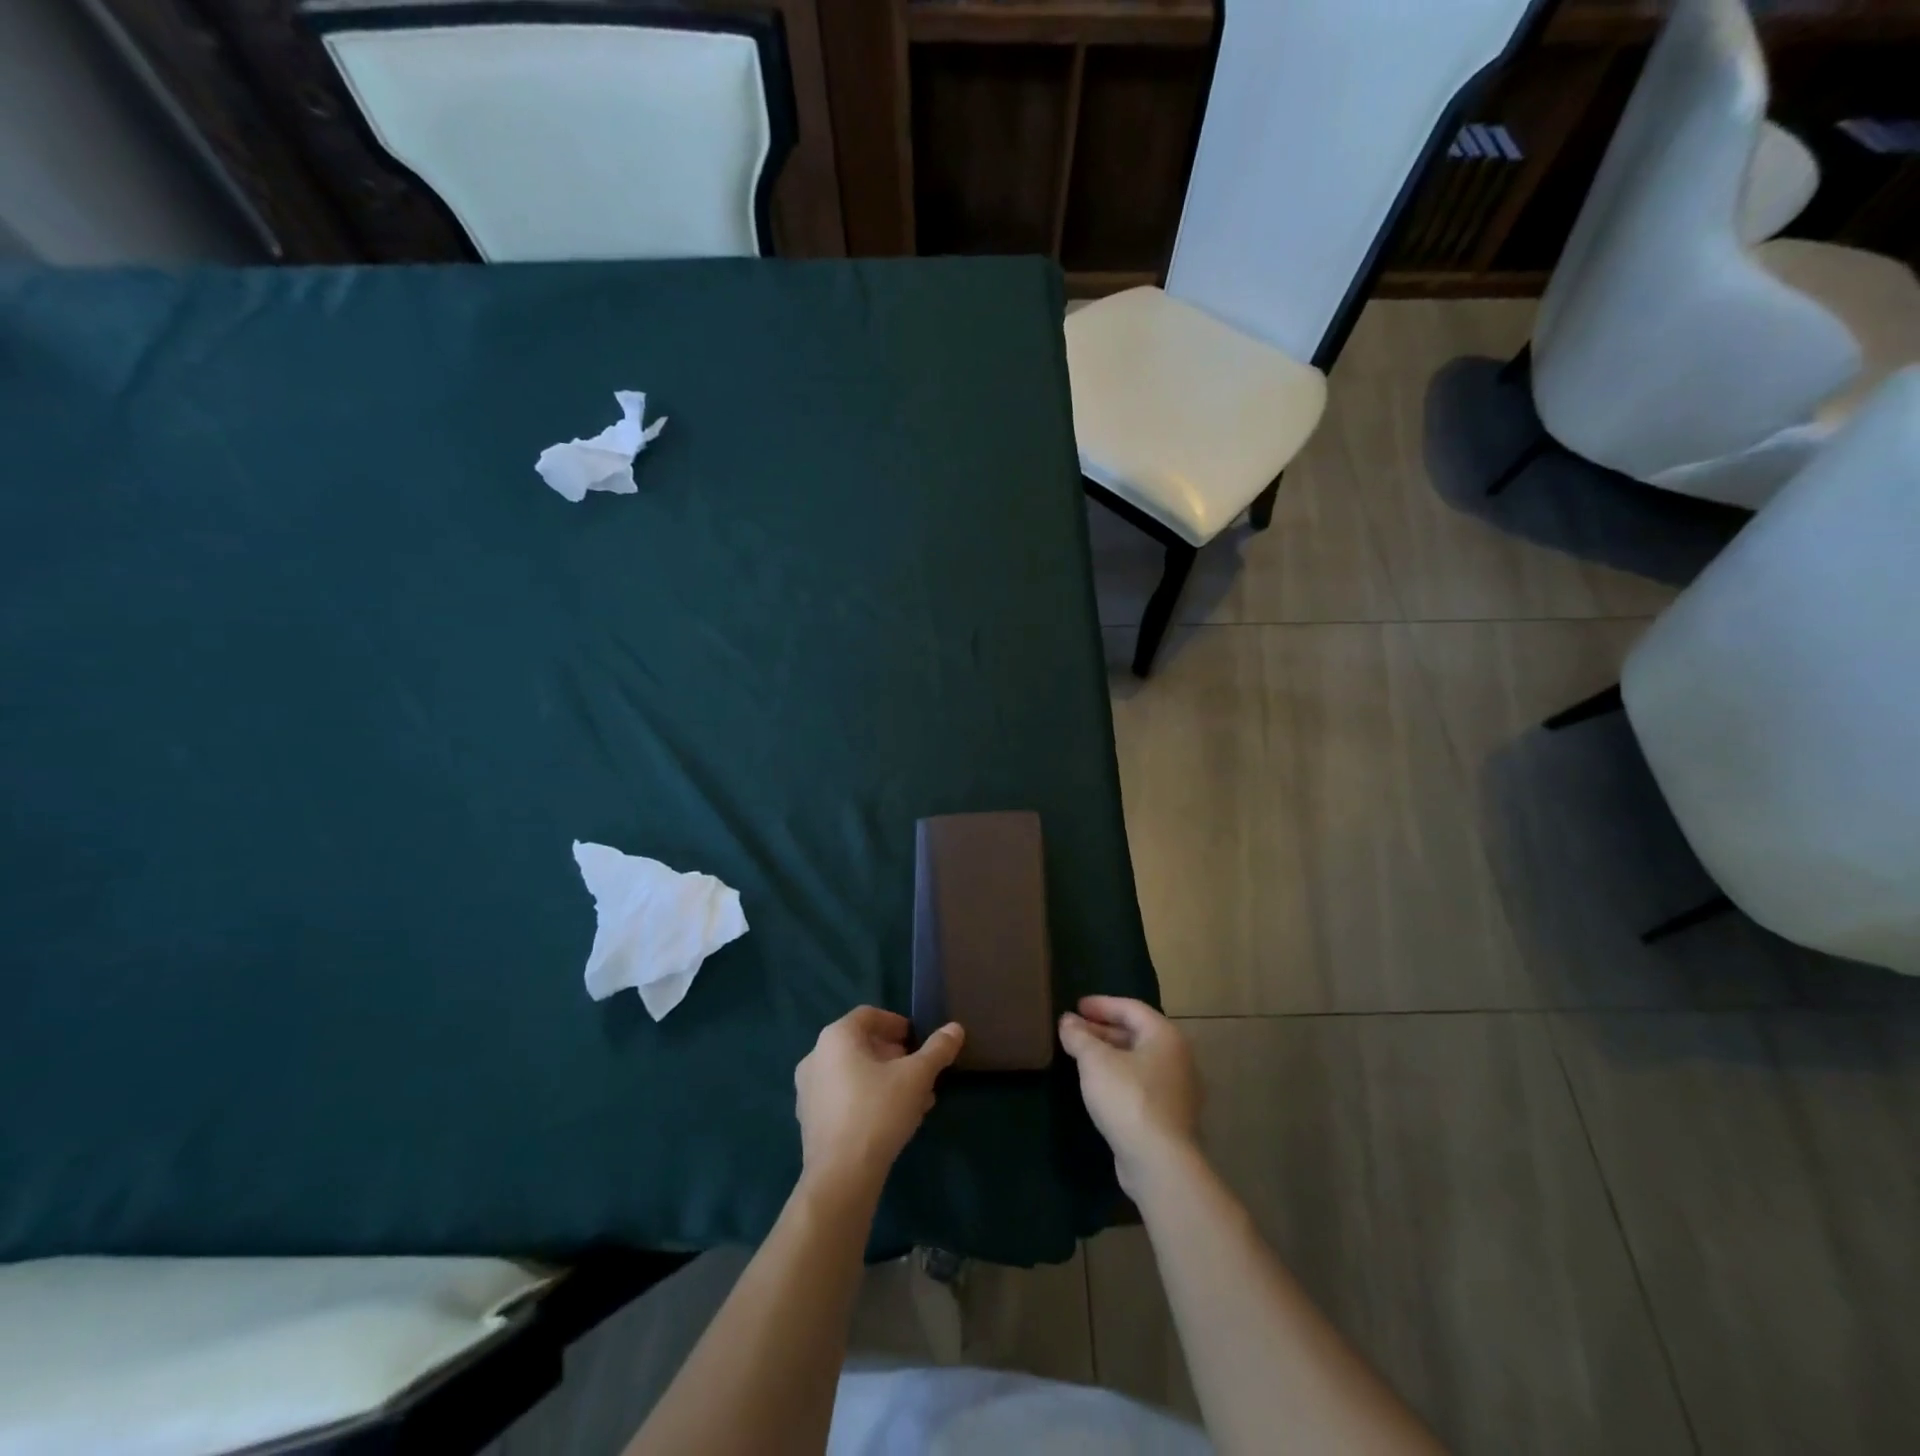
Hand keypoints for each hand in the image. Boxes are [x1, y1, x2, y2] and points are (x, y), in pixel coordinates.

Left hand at [795, 1007, 963, 1199]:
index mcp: (836, 1037)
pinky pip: (843, 1097)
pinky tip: (893, 1120)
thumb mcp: (917, 1077)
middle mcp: (816, 1056)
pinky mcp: (809, 1121)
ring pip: (854, 1074)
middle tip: (920, 1072)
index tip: (918, 1041)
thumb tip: (955, 1028)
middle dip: (895, 1056)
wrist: (841, 1177)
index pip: (869, 1015)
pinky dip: (868, 1099)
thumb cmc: (878, 1111)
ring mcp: (808, 1090)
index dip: (897, 1024)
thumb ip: (937, 1050)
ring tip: (915, 1099)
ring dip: (885, 1079)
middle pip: (861, 1045)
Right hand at [1058, 996, 1200, 1196]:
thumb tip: (1067, 1021)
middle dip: (1103, 1030)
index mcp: (1165, 1036)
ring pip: (1138, 1060)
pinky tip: (1099, 1085)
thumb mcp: (1095, 1061)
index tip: (1076, 1006)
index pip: (1131, 1008)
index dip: (1102, 1004)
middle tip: (1075, 1030)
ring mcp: (1177, 1089)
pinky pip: (1142, 1084)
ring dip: (1109, 1054)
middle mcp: (1178, 1057)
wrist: (1159, 1162)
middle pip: (1136, 1033)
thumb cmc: (1128, 1098)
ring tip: (1082, 1056)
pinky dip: (1119, 1076)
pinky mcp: (1170, 1116)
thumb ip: (1079, 1036)